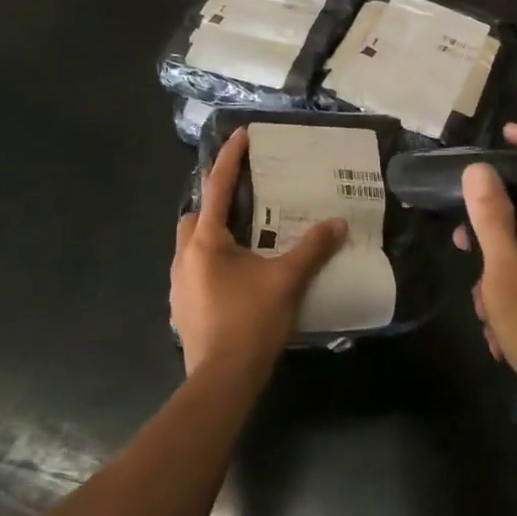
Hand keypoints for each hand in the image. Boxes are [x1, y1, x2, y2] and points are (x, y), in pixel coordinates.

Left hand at [172, 129, 346, 378]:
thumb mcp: (287, 281)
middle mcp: (184, 256)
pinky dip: (211, 264)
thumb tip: (338, 223)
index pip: (218, 187)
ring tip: (244, 242)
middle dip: (214, 203)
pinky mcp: (181, 307)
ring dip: (212, 236)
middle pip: (195, 216)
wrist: (221, 381)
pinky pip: (193, 271)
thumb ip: (313, 249)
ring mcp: (178, 284)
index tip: (241, 134)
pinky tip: (235, 279)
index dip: (230, 159)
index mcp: (206, 242)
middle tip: (245, 203)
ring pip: (191, 245)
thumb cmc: (250, 322)